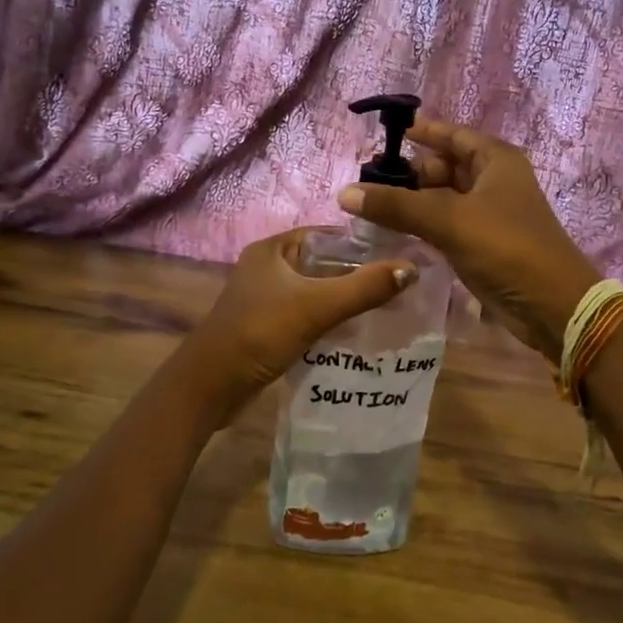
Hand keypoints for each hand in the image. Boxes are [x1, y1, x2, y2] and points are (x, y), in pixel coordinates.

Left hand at [182, 228, 415, 404]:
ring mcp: (266, 298)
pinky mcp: (268, 326)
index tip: (401, 255)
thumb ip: (364, 288)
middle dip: (359, 274)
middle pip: (324, 264)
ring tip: (388, 308)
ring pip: (317, 291)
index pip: (328, 235)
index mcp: (273, 249)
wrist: (211, 387)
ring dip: (346, 299)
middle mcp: (268, 267)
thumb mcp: (316, 306)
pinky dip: (331, 320)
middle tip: (401, 285)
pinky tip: (358, 332)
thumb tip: (412, 269)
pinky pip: (308, 315)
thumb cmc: (260, 333)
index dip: (363, 243)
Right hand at [337, 119, 600, 361]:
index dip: (423, 132)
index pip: (453, 135)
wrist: (551, 306)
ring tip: (373, 205)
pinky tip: (395, 230)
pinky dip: (423, 224)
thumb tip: (345, 193)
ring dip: (414, 200)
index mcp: (495, 160)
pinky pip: (446, 224)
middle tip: (369, 180)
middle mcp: (494, 181)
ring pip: (443, 197)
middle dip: (410, 172)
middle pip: (445, 166)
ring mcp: (490, 214)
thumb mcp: (448, 220)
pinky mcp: (484, 244)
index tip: (388, 134)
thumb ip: (396, 205)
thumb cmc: (505, 247)